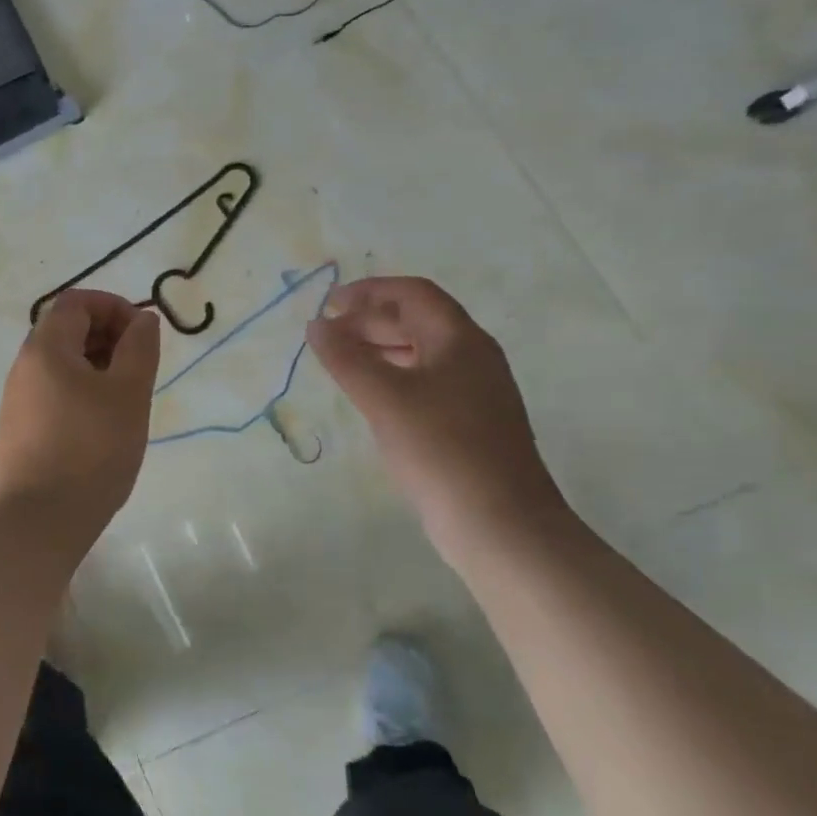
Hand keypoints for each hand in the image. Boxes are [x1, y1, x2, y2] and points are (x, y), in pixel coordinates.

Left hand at [0, 291, 160, 537]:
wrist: (41, 521)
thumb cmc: (92, 450)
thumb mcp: (128, 393)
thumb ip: (139, 348)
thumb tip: (142, 319)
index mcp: (45, 348)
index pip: (76, 302)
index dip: (114, 307)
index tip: (143, 334)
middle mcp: (23, 366)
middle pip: (66, 329)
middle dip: (108, 336)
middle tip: (139, 367)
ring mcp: (17, 399)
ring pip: (60, 363)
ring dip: (97, 366)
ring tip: (126, 398)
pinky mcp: (18, 428)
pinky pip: (52, 391)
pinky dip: (81, 390)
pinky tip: (102, 424)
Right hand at [307, 277, 566, 554]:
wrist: (500, 524)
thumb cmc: (441, 449)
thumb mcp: (384, 398)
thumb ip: (346, 357)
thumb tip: (316, 325)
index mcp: (460, 340)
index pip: (413, 294)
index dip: (369, 291)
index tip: (328, 305)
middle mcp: (473, 358)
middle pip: (418, 321)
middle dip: (370, 321)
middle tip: (328, 336)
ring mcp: (475, 393)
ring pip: (421, 354)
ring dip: (380, 349)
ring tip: (342, 363)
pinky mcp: (470, 425)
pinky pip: (426, 384)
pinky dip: (393, 378)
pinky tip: (372, 399)